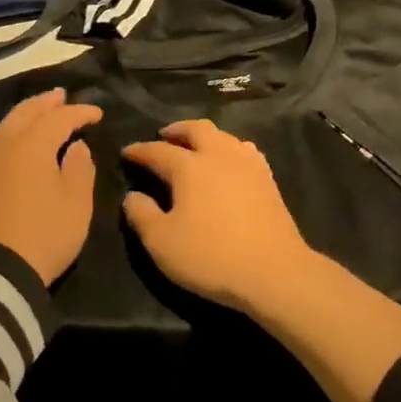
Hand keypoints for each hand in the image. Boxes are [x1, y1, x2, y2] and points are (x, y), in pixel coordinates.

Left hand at [0, 89, 102, 285]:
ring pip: (6, 126)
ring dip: (26, 115)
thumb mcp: (76, 205)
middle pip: (25, 113)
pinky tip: (18, 142)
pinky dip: (12, 133)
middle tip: (62, 96)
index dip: (79, 112)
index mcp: (32, 145)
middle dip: (46, 103)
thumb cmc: (44, 234)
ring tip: (41, 113)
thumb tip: (76, 147)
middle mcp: (4, 146)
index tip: (97, 114)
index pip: (58, 118)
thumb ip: (80, 169)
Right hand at [120, 120, 316, 315]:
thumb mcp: (161, 242)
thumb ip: (141, 215)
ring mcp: (248, 165)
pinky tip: (229, 162)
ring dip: (205, 136)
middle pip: (196, 129)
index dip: (139, 151)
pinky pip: (245, 151)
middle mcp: (219, 156)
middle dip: (176, 130)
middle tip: (163, 136)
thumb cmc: (211, 257)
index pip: (157, 151)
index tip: (126, 153)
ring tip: (195, 147)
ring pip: (224, 136)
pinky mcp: (268, 180)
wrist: (274, 272)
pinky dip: (230, 149)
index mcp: (189, 167)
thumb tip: (132, 196)